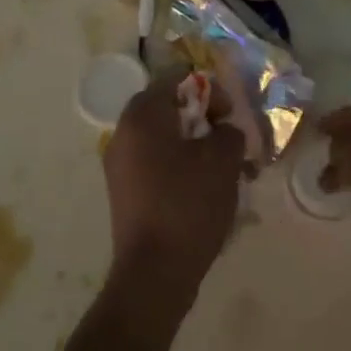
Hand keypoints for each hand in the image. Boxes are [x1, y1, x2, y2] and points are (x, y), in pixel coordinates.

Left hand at [104, 69, 247, 317]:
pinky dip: (182, 168)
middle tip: (231, 142)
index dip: (208, 89)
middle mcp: (124, 132)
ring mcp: (120, 164)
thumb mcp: (222, 160)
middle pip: (169, 109)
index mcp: (142, 115)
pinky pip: (157, 164)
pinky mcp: (125, 192)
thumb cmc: (188, 204)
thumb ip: (228, 131)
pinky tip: (207, 191)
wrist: (154, 272)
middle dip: (204, 121)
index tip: (228, 114)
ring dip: (196, 147)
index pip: (176, 78)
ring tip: (226, 171)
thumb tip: (222, 130)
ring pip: (165, 139)